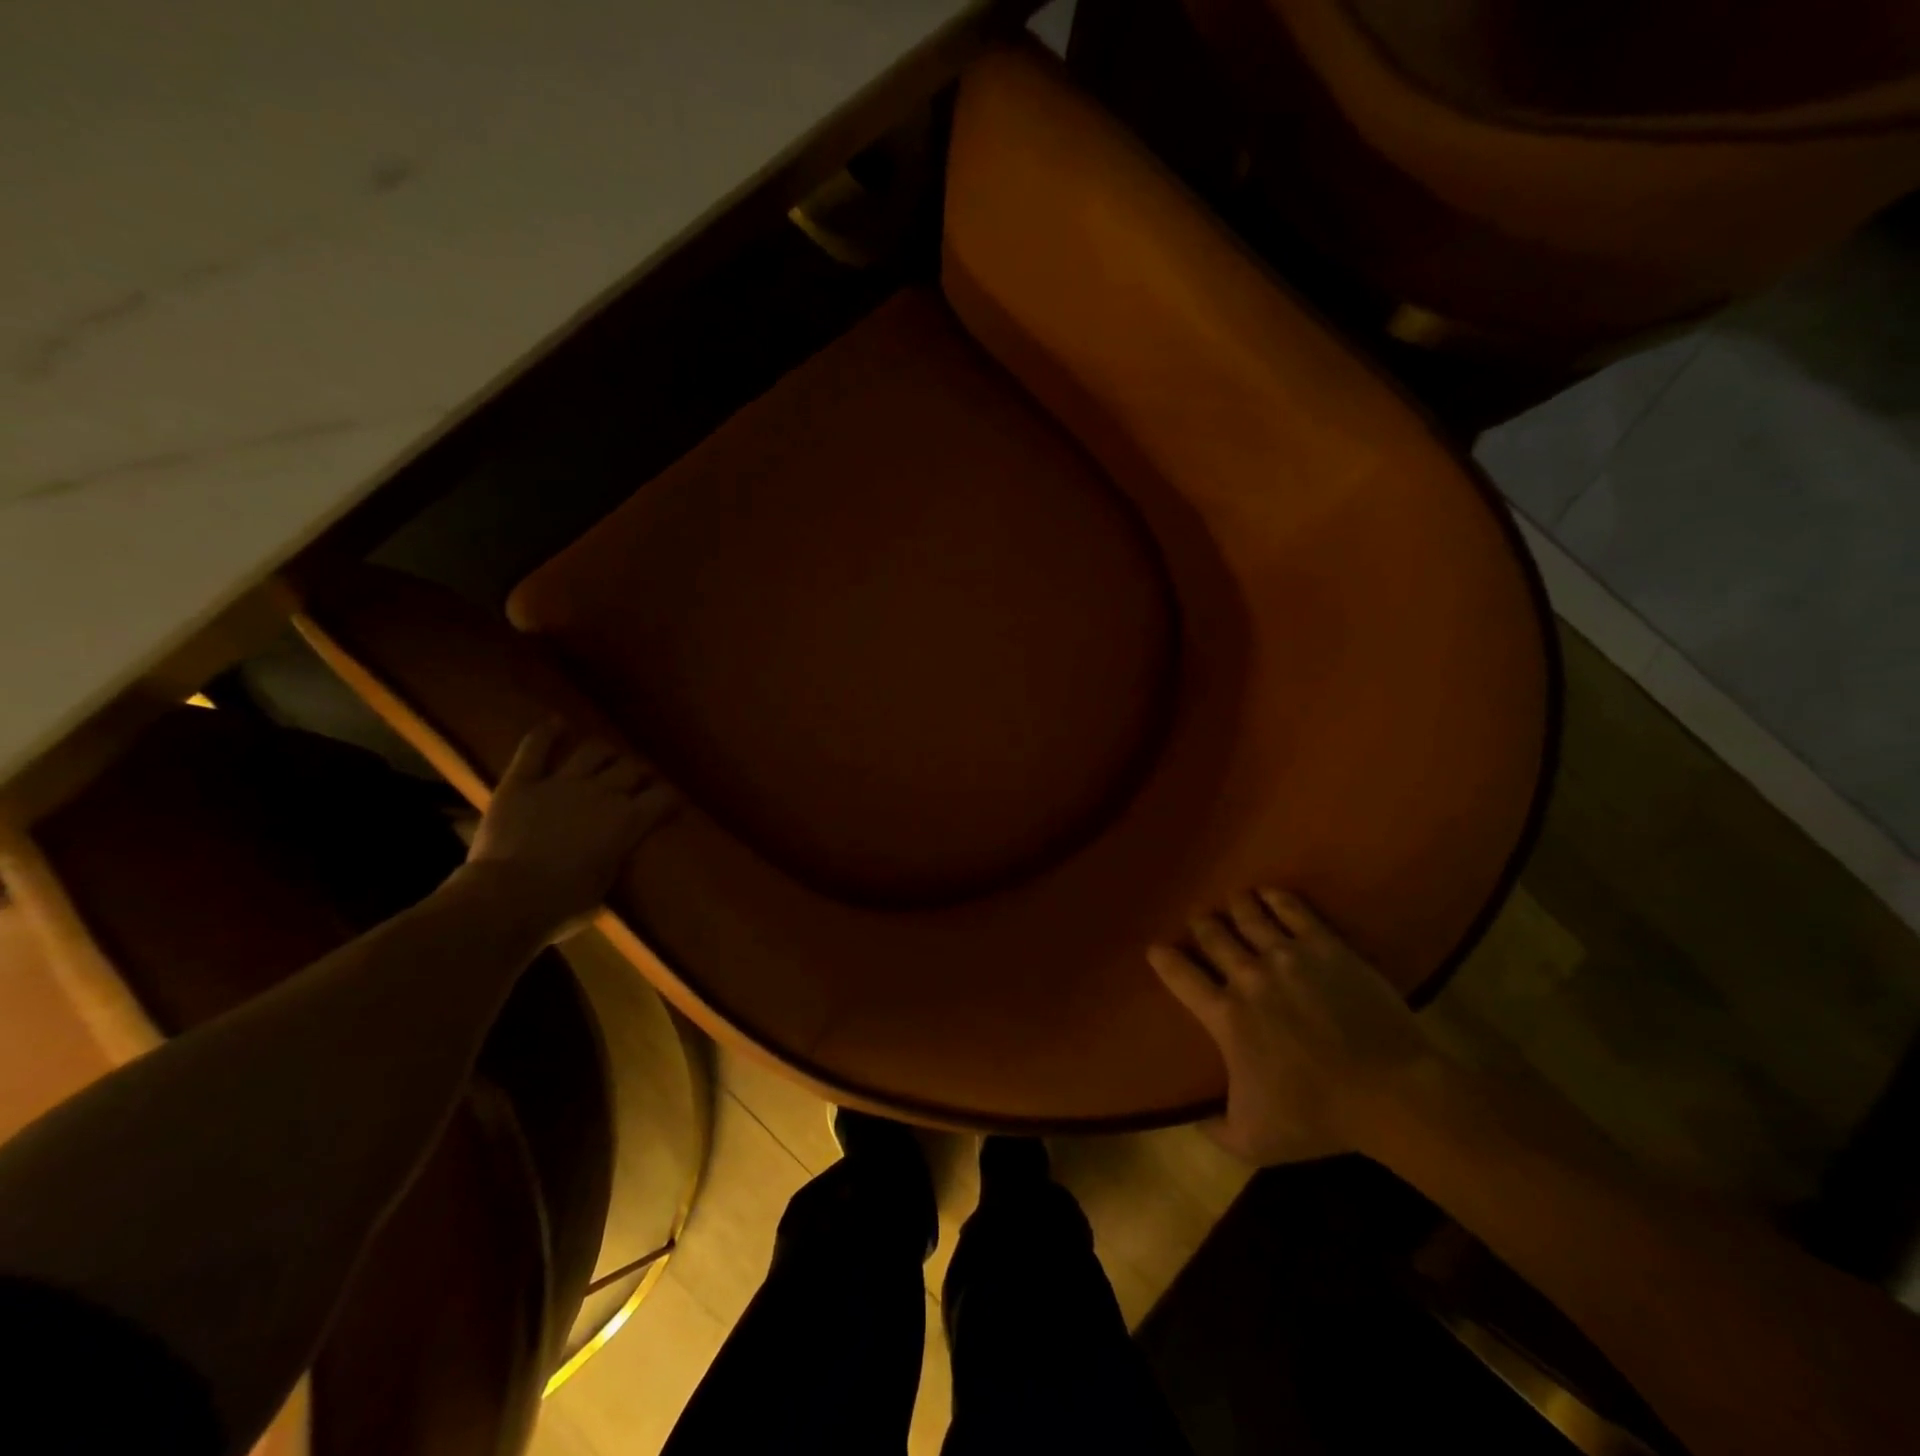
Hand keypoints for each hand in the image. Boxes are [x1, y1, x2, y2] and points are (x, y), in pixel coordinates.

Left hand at [463, 722, 678, 934]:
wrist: (507, 900)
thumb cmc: (563, 906)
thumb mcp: (605, 888)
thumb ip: (614, 862)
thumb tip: (613, 857)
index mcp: (628, 821)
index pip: (663, 797)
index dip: (670, 797)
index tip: (672, 801)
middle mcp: (602, 793)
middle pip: (631, 768)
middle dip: (639, 772)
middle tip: (639, 779)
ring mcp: (561, 783)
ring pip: (592, 752)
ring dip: (603, 751)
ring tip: (606, 755)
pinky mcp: (522, 782)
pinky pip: (535, 749)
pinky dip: (547, 733)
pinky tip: (557, 724)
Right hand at [1148, 889, 1442, 1165]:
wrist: (1390, 1094)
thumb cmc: (1318, 1118)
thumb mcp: (1252, 1141)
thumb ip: (1213, 1128)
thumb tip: (1190, 1117)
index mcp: (1225, 1016)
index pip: (1179, 974)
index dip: (1162, 958)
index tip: (1156, 949)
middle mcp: (1248, 976)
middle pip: (1212, 935)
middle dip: (1201, 925)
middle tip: (1200, 922)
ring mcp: (1287, 956)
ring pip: (1247, 915)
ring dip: (1235, 906)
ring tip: (1233, 902)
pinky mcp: (1325, 946)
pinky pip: (1292, 909)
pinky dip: (1275, 898)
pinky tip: (1269, 894)